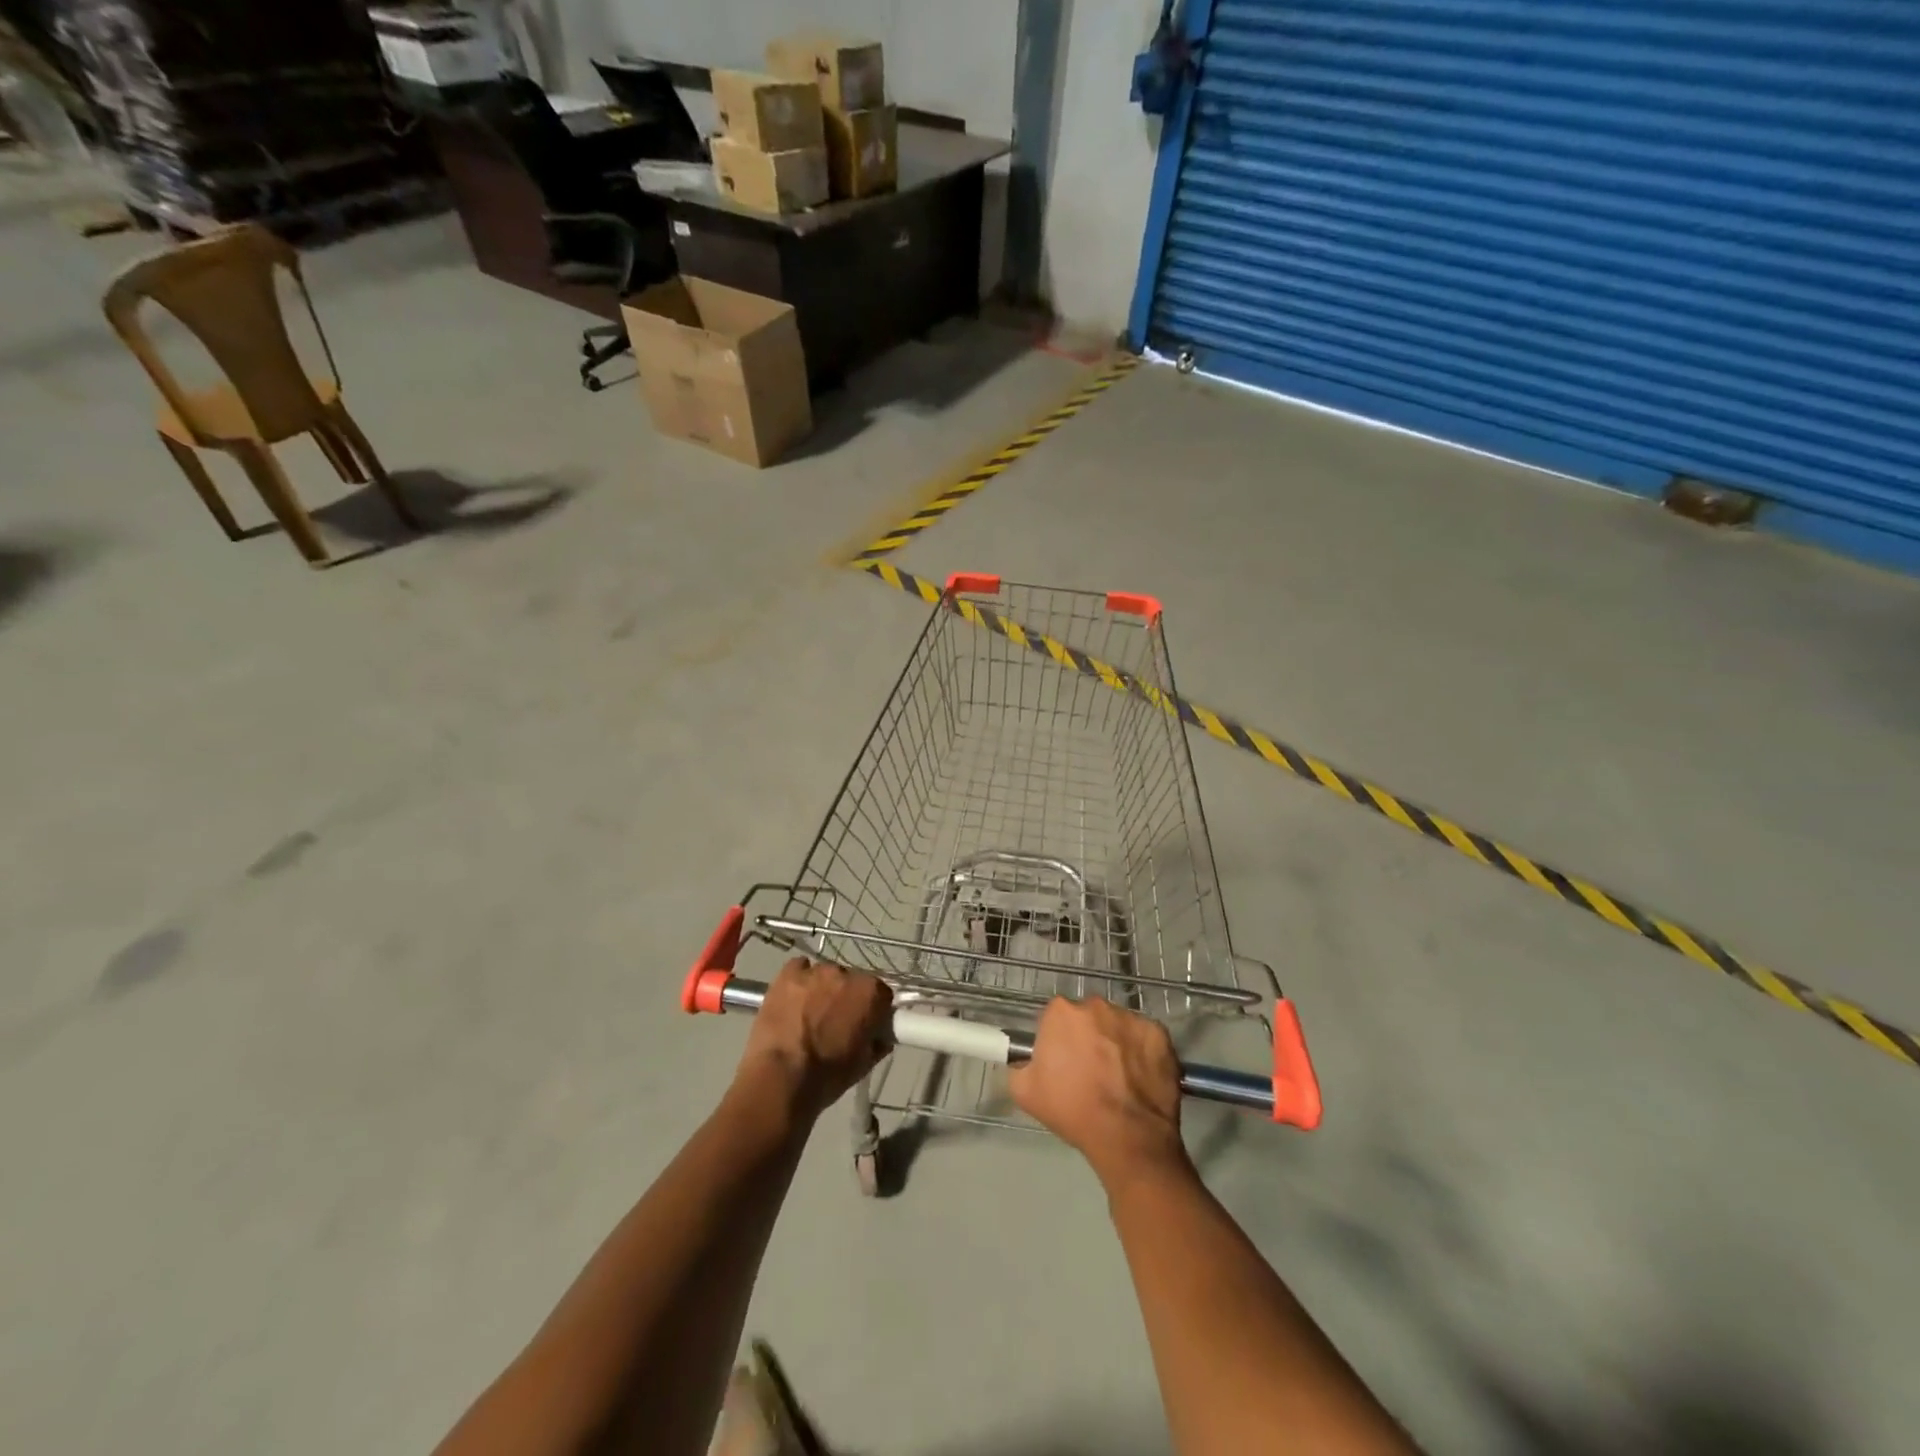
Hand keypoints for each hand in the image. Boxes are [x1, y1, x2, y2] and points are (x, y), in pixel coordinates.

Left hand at [736, 959, 893, 1117]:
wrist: (781, 1078)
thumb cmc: (828, 1075)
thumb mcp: (864, 1064)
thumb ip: (878, 1042)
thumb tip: (880, 1035)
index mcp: (870, 993)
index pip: (880, 993)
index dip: (873, 1009)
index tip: (866, 1023)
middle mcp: (845, 973)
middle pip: (851, 980)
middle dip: (846, 997)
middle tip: (835, 1021)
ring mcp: (814, 971)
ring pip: (825, 975)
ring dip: (822, 989)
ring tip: (809, 1013)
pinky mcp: (787, 974)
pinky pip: (799, 968)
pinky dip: (799, 980)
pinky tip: (793, 1000)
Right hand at [1008, 997, 1186, 1184]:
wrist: (1127, 1137)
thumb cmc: (1072, 1110)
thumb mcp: (1024, 1092)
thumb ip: (1019, 1065)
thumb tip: (1026, 1059)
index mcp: (1061, 1012)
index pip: (1055, 1018)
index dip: (1058, 1040)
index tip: (1062, 1063)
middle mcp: (1096, 1005)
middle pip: (1088, 1017)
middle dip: (1087, 1037)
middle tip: (1090, 1070)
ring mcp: (1131, 1017)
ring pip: (1117, 1025)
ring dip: (1115, 1042)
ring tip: (1118, 1077)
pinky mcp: (1159, 1033)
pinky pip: (1144, 1038)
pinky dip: (1142, 1052)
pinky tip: (1140, 1078)